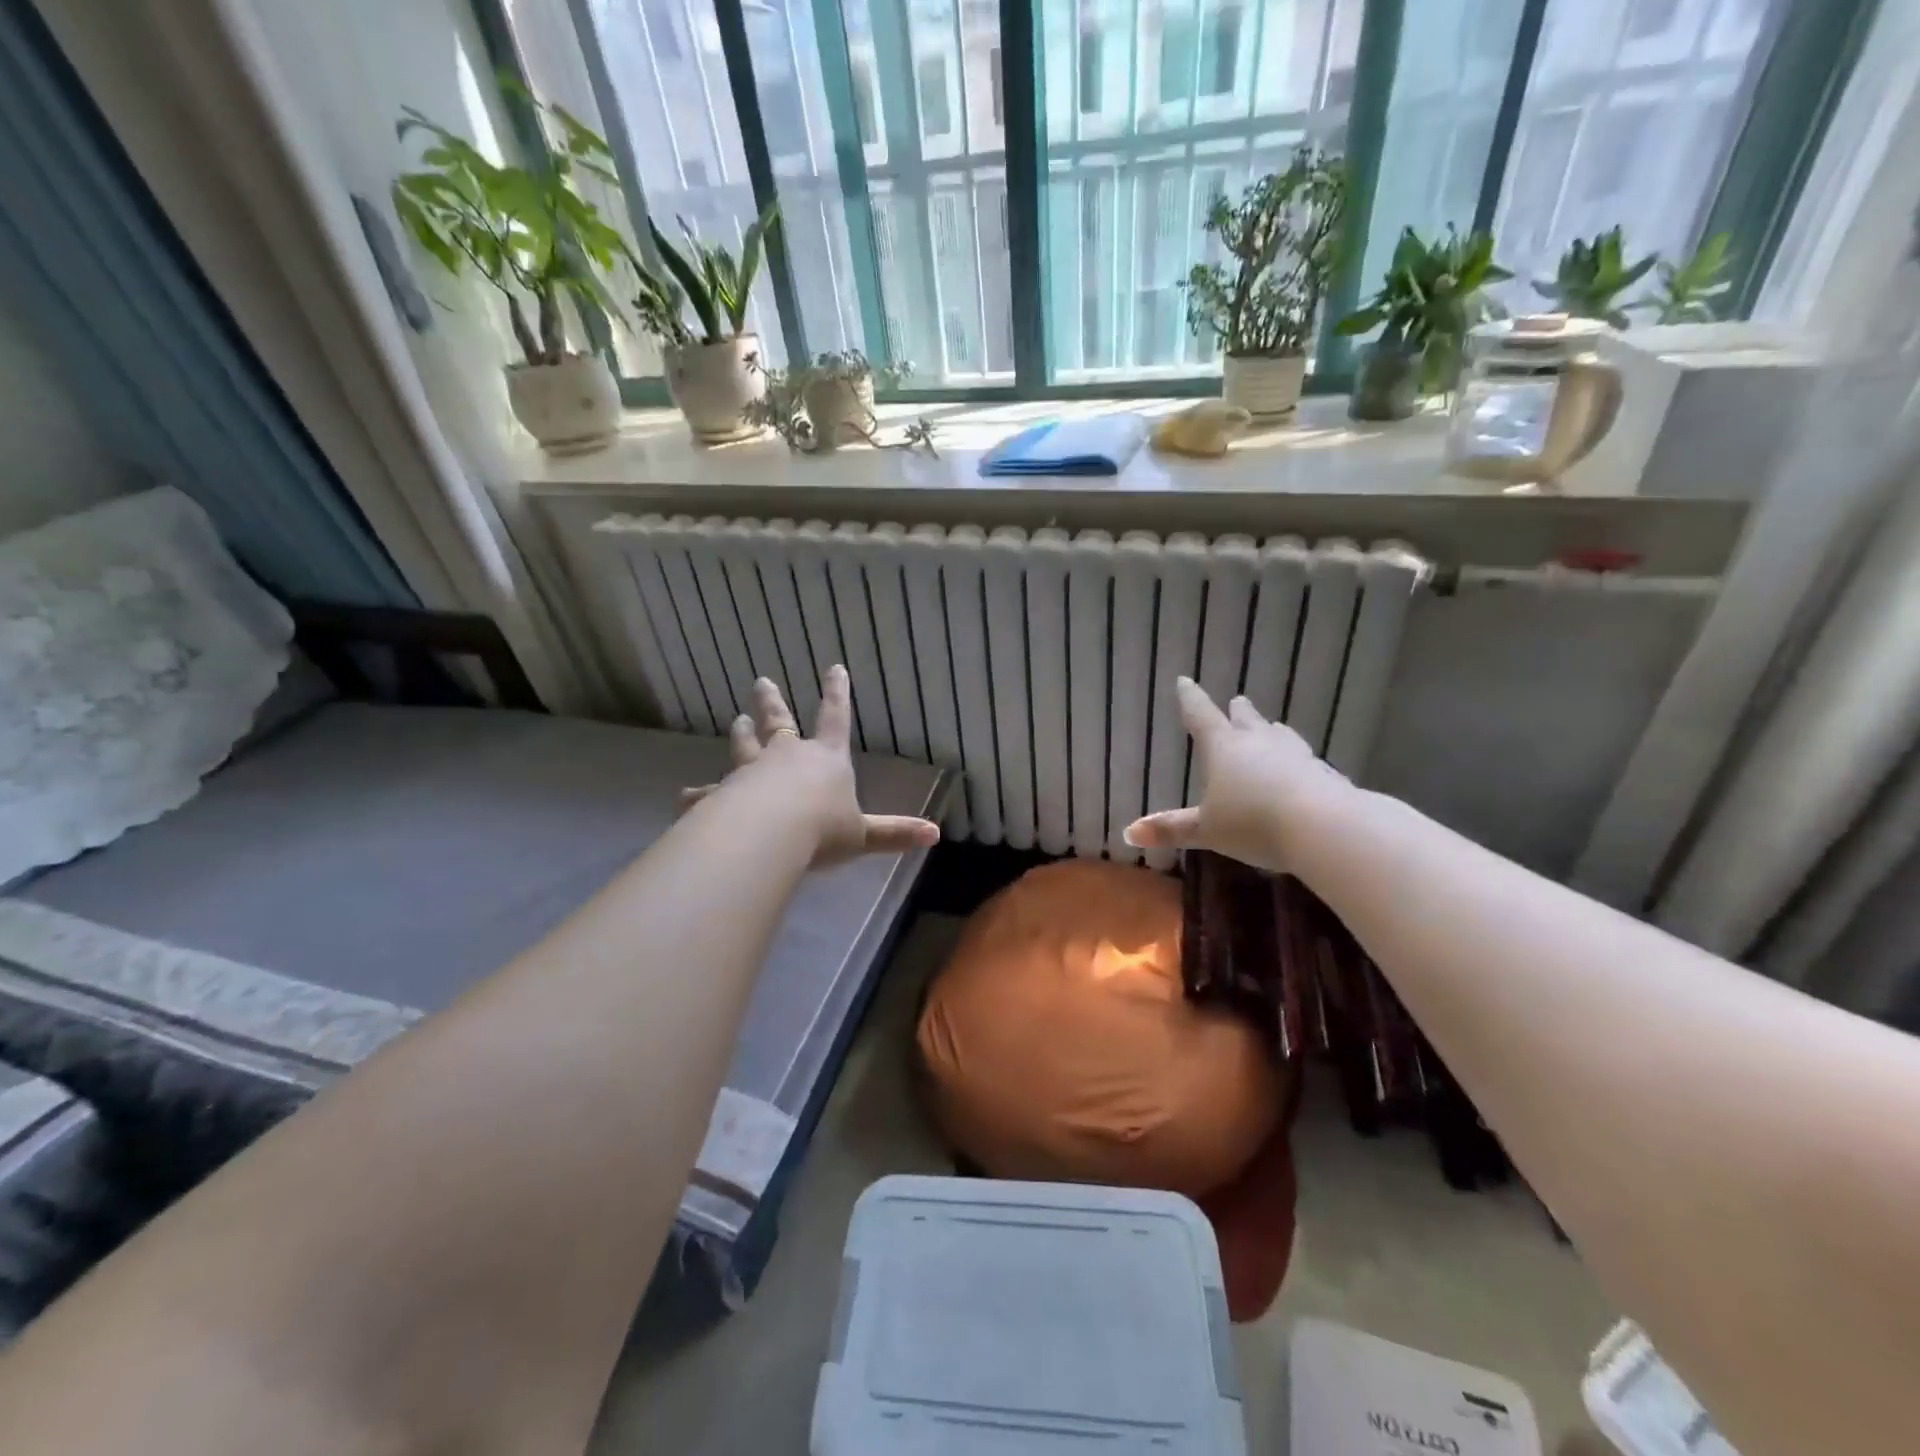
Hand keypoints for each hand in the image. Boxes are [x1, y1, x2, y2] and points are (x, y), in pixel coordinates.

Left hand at [678, 666, 941, 867]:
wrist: (767, 836)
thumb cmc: (821, 830)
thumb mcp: (862, 834)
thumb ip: (894, 834)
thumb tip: (935, 835)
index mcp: (825, 759)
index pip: (835, 718)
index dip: (837, 693)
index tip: (833, 667)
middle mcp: (786, 757)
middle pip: (780, 722)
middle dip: (772, 702)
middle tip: (761, 682)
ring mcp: (751, 773)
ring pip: (744, 747)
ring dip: (741, 733)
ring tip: (736, 720)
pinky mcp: (722, 796)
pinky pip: (709, 793)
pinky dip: (699, 794)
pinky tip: (685, 796)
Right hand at [1123, 677, 1354, 872]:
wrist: (1324, 827)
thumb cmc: (1252, 822)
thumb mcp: (1206, 830)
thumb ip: (1171, 829)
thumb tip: (1129, 833)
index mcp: (1224, 748)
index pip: (1201, 716)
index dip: (1190, 699)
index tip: (1184, 680)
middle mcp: (1259, 743)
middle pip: (1246, 720)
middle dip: (1238, 712)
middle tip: (1238, 701)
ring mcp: (1296, 756)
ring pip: (1280, 736)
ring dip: (1271, 732)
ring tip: (1271, 727)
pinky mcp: (1324, 774)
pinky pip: (1305, 762)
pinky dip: (1297, 762)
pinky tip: (1302, 770)